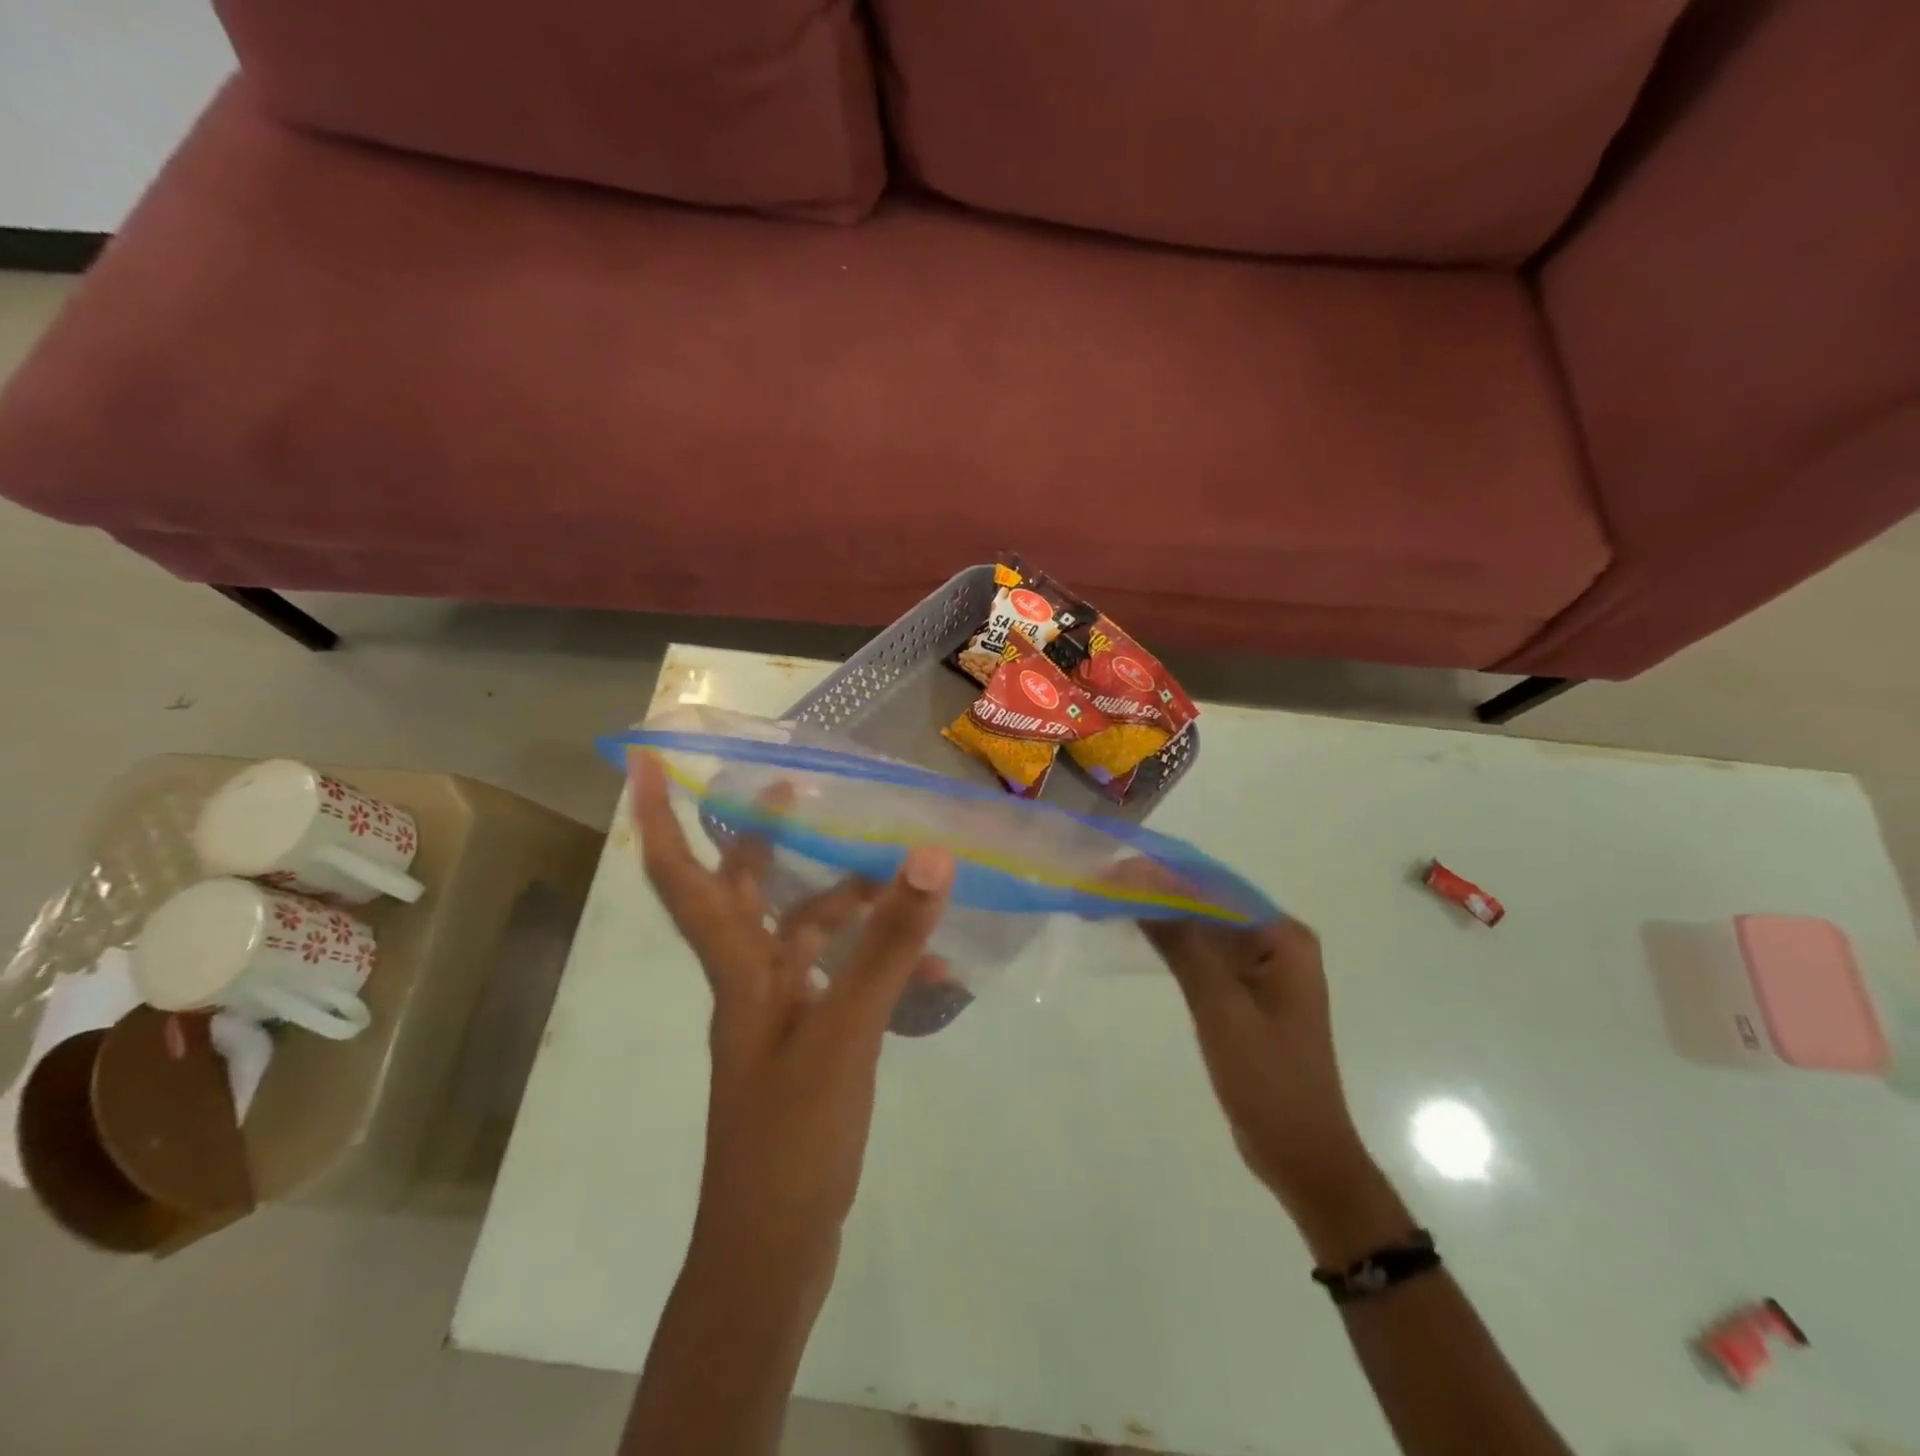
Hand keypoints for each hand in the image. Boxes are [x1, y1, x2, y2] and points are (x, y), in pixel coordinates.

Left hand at [633, 752, 955, 1287]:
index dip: (659, 818)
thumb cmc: (791, 1136)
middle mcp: (748, 981)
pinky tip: (932, 969)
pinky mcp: (809, 1043)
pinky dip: (880, 966)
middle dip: (764, 838)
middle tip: (798, 791)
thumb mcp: (845, 1032)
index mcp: (736, 969)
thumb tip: (926, 856)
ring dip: (846, 903)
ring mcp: (778, 1014)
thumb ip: (887, 944)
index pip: (682, 879)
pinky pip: (843, 981)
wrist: (775, 1249)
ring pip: (805, 934)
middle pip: (744, 892)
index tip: (646, 761)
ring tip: (900, 877)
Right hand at [1130, 900, 1410, 1264]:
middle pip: (1210, 904)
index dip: (1165, 875)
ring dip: (1163, 915)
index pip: (1216, 890)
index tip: (1116, 868)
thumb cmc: (1268, 1080)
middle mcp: (1277, 944)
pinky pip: (1206, 955)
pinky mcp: (1246, 994)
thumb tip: (1140, 885)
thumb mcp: (1221, 1008)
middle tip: (1105, 883)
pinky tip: (1140, 935)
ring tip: (1113, 901)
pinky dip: (1174, 945)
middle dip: (1159, 892)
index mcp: (1284, 938)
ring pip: (1205, 928)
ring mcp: (1263, 969)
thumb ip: (1184, 944)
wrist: (1301, 1156)